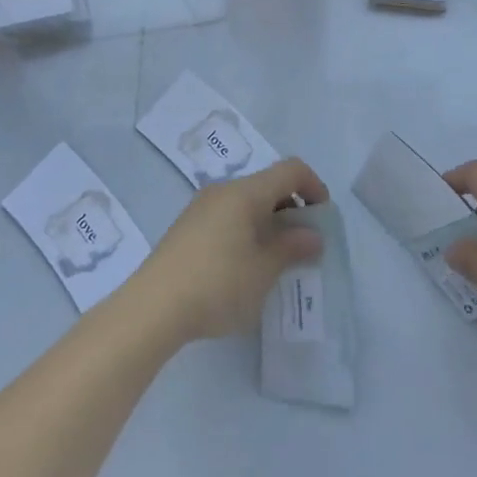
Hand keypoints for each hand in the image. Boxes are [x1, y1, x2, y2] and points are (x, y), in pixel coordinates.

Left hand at [130, 158, 328, 344]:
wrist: (153, 307)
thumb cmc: (218, 283)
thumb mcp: (264, 270)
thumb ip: (292, 247)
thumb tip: (312, 235)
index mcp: (246, 191)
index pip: (291, 169)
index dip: (314, 187)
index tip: (323, 220)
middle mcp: (224, 190)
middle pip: (268, 185)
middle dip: (292, 210)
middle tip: (303, 247)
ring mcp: (202, 208)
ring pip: (247, 203)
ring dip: (269, 224)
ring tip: (276, 262)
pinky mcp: (188, 228)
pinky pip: (229, 218)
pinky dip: (247, 232)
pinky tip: (245, 268)